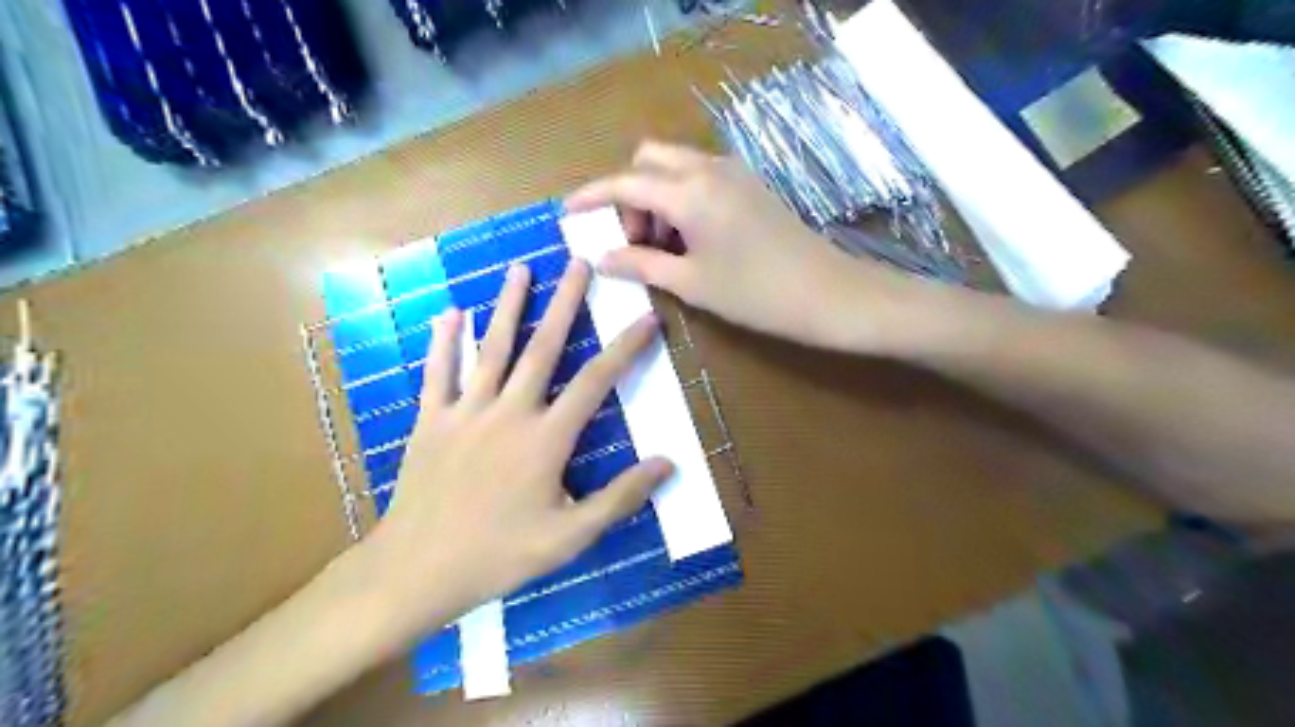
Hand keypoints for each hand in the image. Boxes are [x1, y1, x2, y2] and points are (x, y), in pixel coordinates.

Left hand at [361, 259, 673, 638]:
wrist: (416, 571)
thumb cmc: (498, 556)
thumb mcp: (570, 537)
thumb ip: (619, 498)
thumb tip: (667, 463)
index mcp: (546, 438)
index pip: (596, 382)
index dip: (625, 348)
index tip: (646, 317)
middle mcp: (509, 412)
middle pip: (543, 348)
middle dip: (565, 303)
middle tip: (578, 263)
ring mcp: (465, 412)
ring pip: (491, 348)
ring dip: (508, 306)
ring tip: (519, 269)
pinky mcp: (430, 420)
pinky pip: (438, 372)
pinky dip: (444, 341)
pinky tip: (449, 313)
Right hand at [568, 138, 930, 353]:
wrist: (827, 293)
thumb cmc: (755, 294)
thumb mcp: (691, 283)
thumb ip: (642, 265)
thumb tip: (602, 258)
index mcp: (689, 193)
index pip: (625, 183)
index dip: (591, 196)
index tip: (568, 212)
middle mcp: (708, 169)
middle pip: (649, 160)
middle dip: (629, 194)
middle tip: (634, 240)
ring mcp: (733, 173)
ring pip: (675, 166)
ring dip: (656, 197)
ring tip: (663, 248)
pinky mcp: (749, 184)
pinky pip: (700, 176)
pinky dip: (681, 197)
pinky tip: (690, 239)